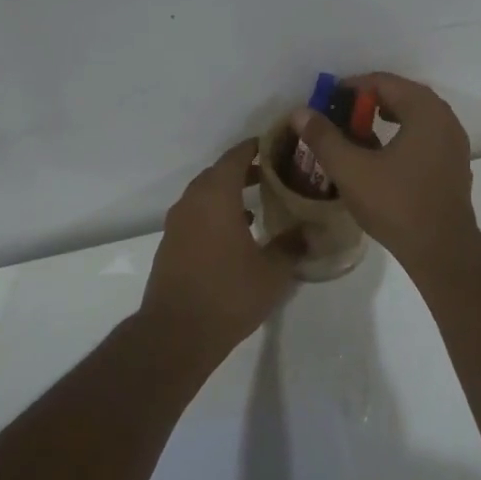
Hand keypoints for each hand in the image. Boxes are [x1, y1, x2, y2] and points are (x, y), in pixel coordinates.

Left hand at [141, 140, 304, 354]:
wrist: (176, 333)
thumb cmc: (228, 295)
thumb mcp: (272, 271)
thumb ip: (292, 245)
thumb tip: (310, 230)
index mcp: (216, 197)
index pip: (235, 157)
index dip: (254, 148)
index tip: (275, 146)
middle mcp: (192, 202)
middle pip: (218, 173)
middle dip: (243, 170)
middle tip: (273, 174)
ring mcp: (177, 224)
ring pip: (204, 195)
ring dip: (228, 193)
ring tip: (257, 202)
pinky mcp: (170, 245)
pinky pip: (196, 215)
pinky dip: (215, 213)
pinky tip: (236, 233)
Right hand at [289, 72, 479, 270]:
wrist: (441, 249)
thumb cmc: (396, 204)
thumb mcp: (350, 169)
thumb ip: (324, 137)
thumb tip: (300, 113)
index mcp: (425, 110)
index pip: (384, 82)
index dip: (351, 87)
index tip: (327, 101)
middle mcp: (445, 119)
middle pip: (402, 96)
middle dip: (368, 103)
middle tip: (340, 116)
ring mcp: (454, 143)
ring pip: (415, 117)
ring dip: (386, 119)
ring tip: (357, 134)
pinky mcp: (454, 165)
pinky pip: (425, 136)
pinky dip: (402, 136)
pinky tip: (381, 157)